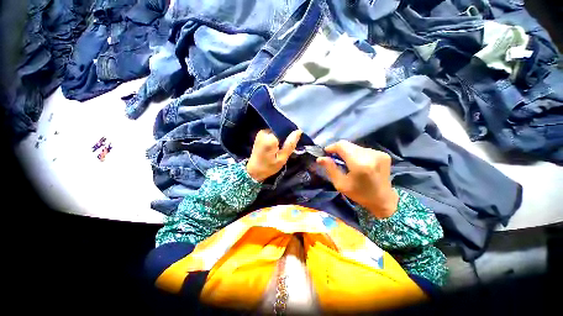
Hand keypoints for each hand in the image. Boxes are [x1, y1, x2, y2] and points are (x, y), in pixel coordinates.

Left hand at [246, 129, 301, 181]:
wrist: (254, 171)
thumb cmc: (268, 167)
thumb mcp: (282, 158)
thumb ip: (290, 144)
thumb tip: (299, 131)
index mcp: (270, 138)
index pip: (284, 129)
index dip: (291, 134)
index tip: (293, 142)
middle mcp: (264, 132)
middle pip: (280, 129)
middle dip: (286, 136)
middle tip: (288, 146)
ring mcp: (261, 132)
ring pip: (277, 130)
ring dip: (281, 137)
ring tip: (282, 146)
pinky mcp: (260, 134)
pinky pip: (273, 132)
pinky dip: (277, 137)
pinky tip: (277, 145)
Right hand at [317, 140, 398, 218]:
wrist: (384, 200)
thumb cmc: (360, 194)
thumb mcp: (341, 184)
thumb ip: (330, 169)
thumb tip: (320, 158)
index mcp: (359, 163)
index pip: (342, 145)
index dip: (332, 147)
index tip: (326, 154)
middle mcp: (370, 155)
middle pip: (348, 145)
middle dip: (339, 150)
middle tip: (335, 160)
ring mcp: (378, 153)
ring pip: (355, 147)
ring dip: (348, 152)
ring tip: (347, 163)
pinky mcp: (383, 154)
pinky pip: (363, 150)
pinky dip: (357, 154)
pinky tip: (358, 164)